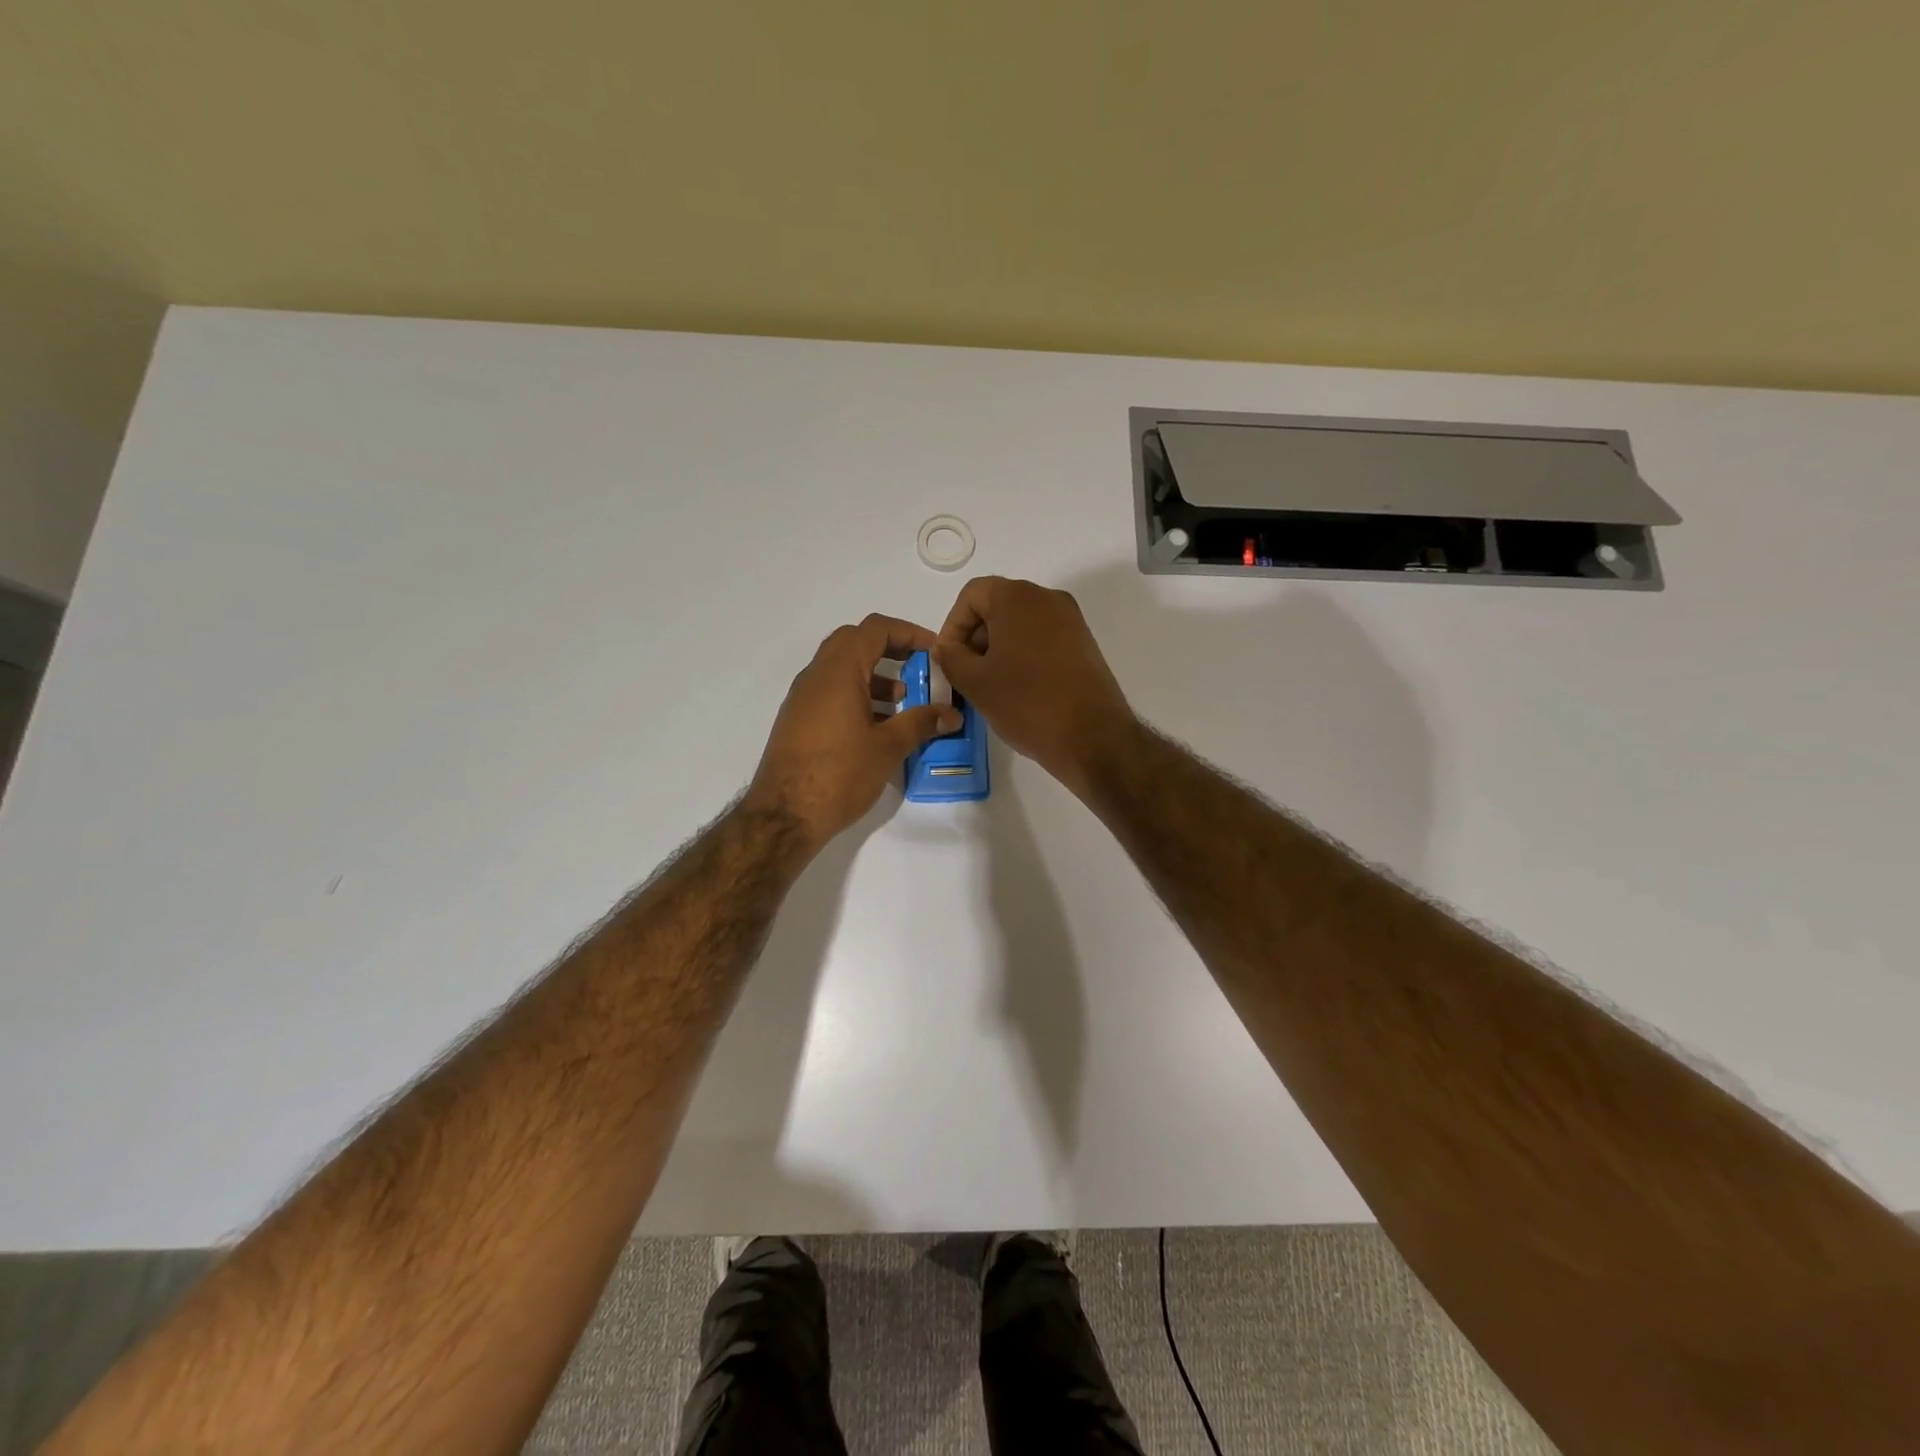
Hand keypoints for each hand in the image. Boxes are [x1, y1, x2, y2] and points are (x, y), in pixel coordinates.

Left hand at [746, 614, 961, 847]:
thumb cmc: (839, 774)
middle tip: (918, 668)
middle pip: (854, 642)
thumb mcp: (887, 748)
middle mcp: (816, 676)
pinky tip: (877, 727)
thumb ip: (921, 724)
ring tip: (903, 703)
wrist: (784, 816)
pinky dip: (857, 695)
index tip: (933, 651)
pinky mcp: (797, 721)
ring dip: (874, 675)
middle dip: (890, 649)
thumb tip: (951, 714)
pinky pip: (830, 692)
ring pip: (841, 669)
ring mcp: (802, 698)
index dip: (908, 632)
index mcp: (838, 672)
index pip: (874, 629)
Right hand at [934, 577, 1134, 795]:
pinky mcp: (1083, 643)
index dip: (952, 626)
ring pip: (1020, 624)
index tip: (948, 660)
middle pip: (997, 606)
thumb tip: (947, 648)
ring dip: (997, 649)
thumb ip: (951, 658)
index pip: (972, 595)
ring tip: (989, 686)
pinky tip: (1017, 689)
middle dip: (975, 638)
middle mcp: (1047, 598)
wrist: (1092, 737)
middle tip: (964, 675)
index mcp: (1018, 597)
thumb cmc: (1027, 703)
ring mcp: (1070, 620)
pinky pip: (1042, 638)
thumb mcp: (975, 683)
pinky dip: (1022, 655)